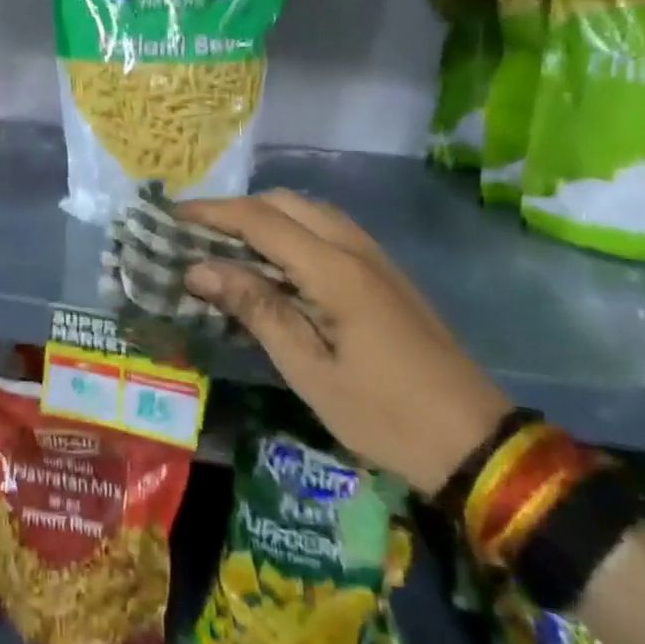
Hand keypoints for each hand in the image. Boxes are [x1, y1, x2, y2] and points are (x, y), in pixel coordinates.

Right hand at [180, 190, 510, 495]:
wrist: (475, 440)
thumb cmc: (383, 413)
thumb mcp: (308, 370)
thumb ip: (256, 309)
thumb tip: (199, 269)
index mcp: (334, 270)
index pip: (259, 220)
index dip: (211, 213)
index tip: (170, 218)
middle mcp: (355, 248)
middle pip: (285, 203)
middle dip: (234, 209)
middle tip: (193, 232)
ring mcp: (375, 258)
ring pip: (309, 211)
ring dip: (263, 216)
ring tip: (225, 243)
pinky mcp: (385, 274)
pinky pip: (328, 231)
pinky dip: (290, 231)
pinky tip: (273, 262)